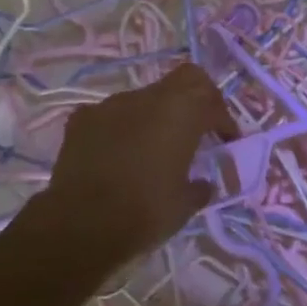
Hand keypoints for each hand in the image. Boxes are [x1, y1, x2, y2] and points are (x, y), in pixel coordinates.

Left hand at [38, 64, 238, 266]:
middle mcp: (149, 97)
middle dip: (195, 100)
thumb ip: (199, 187)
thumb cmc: (144, 212)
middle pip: (184, 79)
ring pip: (145, 98)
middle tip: (197, 127)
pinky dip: (121, 128)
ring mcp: (112, 104)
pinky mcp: (82, 119)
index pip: (213, 100)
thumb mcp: (184, 206)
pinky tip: (117, 154)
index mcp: (183, 111)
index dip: (224, 119)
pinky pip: (111, 115)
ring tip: (152, 147)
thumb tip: (204, 184)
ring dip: (155, 115)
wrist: (79, 225)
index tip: (227, 140)